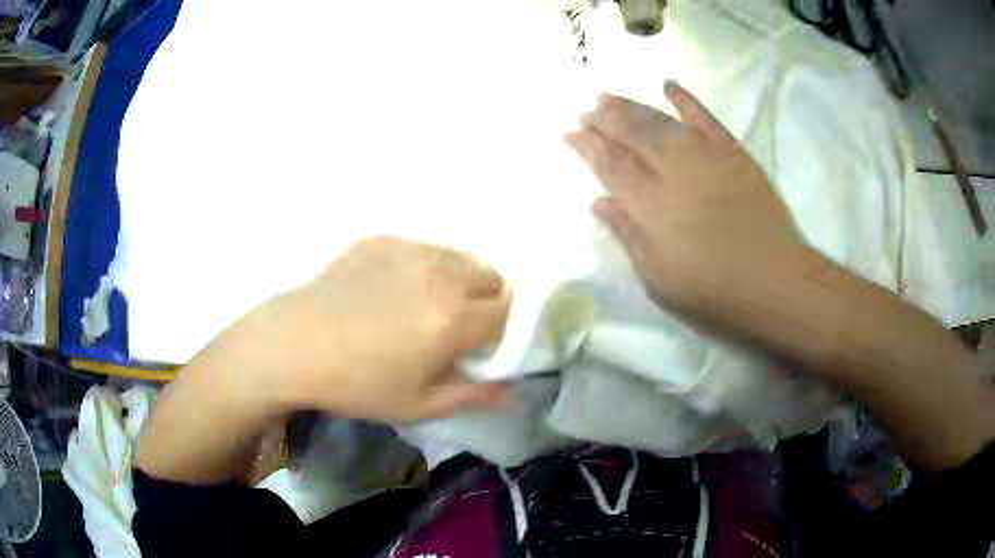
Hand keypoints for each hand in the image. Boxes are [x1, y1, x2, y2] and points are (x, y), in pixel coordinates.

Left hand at [237, 236, 511, 420]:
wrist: (293, 345)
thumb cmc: (357, 383)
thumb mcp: (419, 404)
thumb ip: (474, 395)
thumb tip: (513, 388)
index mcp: (454, 317)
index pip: (509, 312)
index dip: (504, 331)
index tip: (485, 346)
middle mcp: (441, 274)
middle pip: (492, 278)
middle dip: (487, 302)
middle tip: (457, 328)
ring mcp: (410, 250)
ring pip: (461, 258)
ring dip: (460, 280)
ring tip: (426, 305)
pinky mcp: (383, 240)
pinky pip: (425, 248)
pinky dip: (427, 266)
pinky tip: (393, 289)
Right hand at [566, 82, 809, 331]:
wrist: (776, 284)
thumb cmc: (714, 294)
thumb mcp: (660, 281)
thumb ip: (629, 236)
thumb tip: (600, 202)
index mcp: (651, 205)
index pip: (610, 165)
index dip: (587, 146)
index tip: (569, 132)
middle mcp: (674, 170)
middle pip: (631, 135)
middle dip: (604, 119)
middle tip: (586, 109)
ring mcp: (706, 157)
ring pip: (661, 122)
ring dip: (632, 106)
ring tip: (608, 96)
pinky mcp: (734, 154)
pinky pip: (706, 119)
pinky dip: (686, 101)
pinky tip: (667, 85)